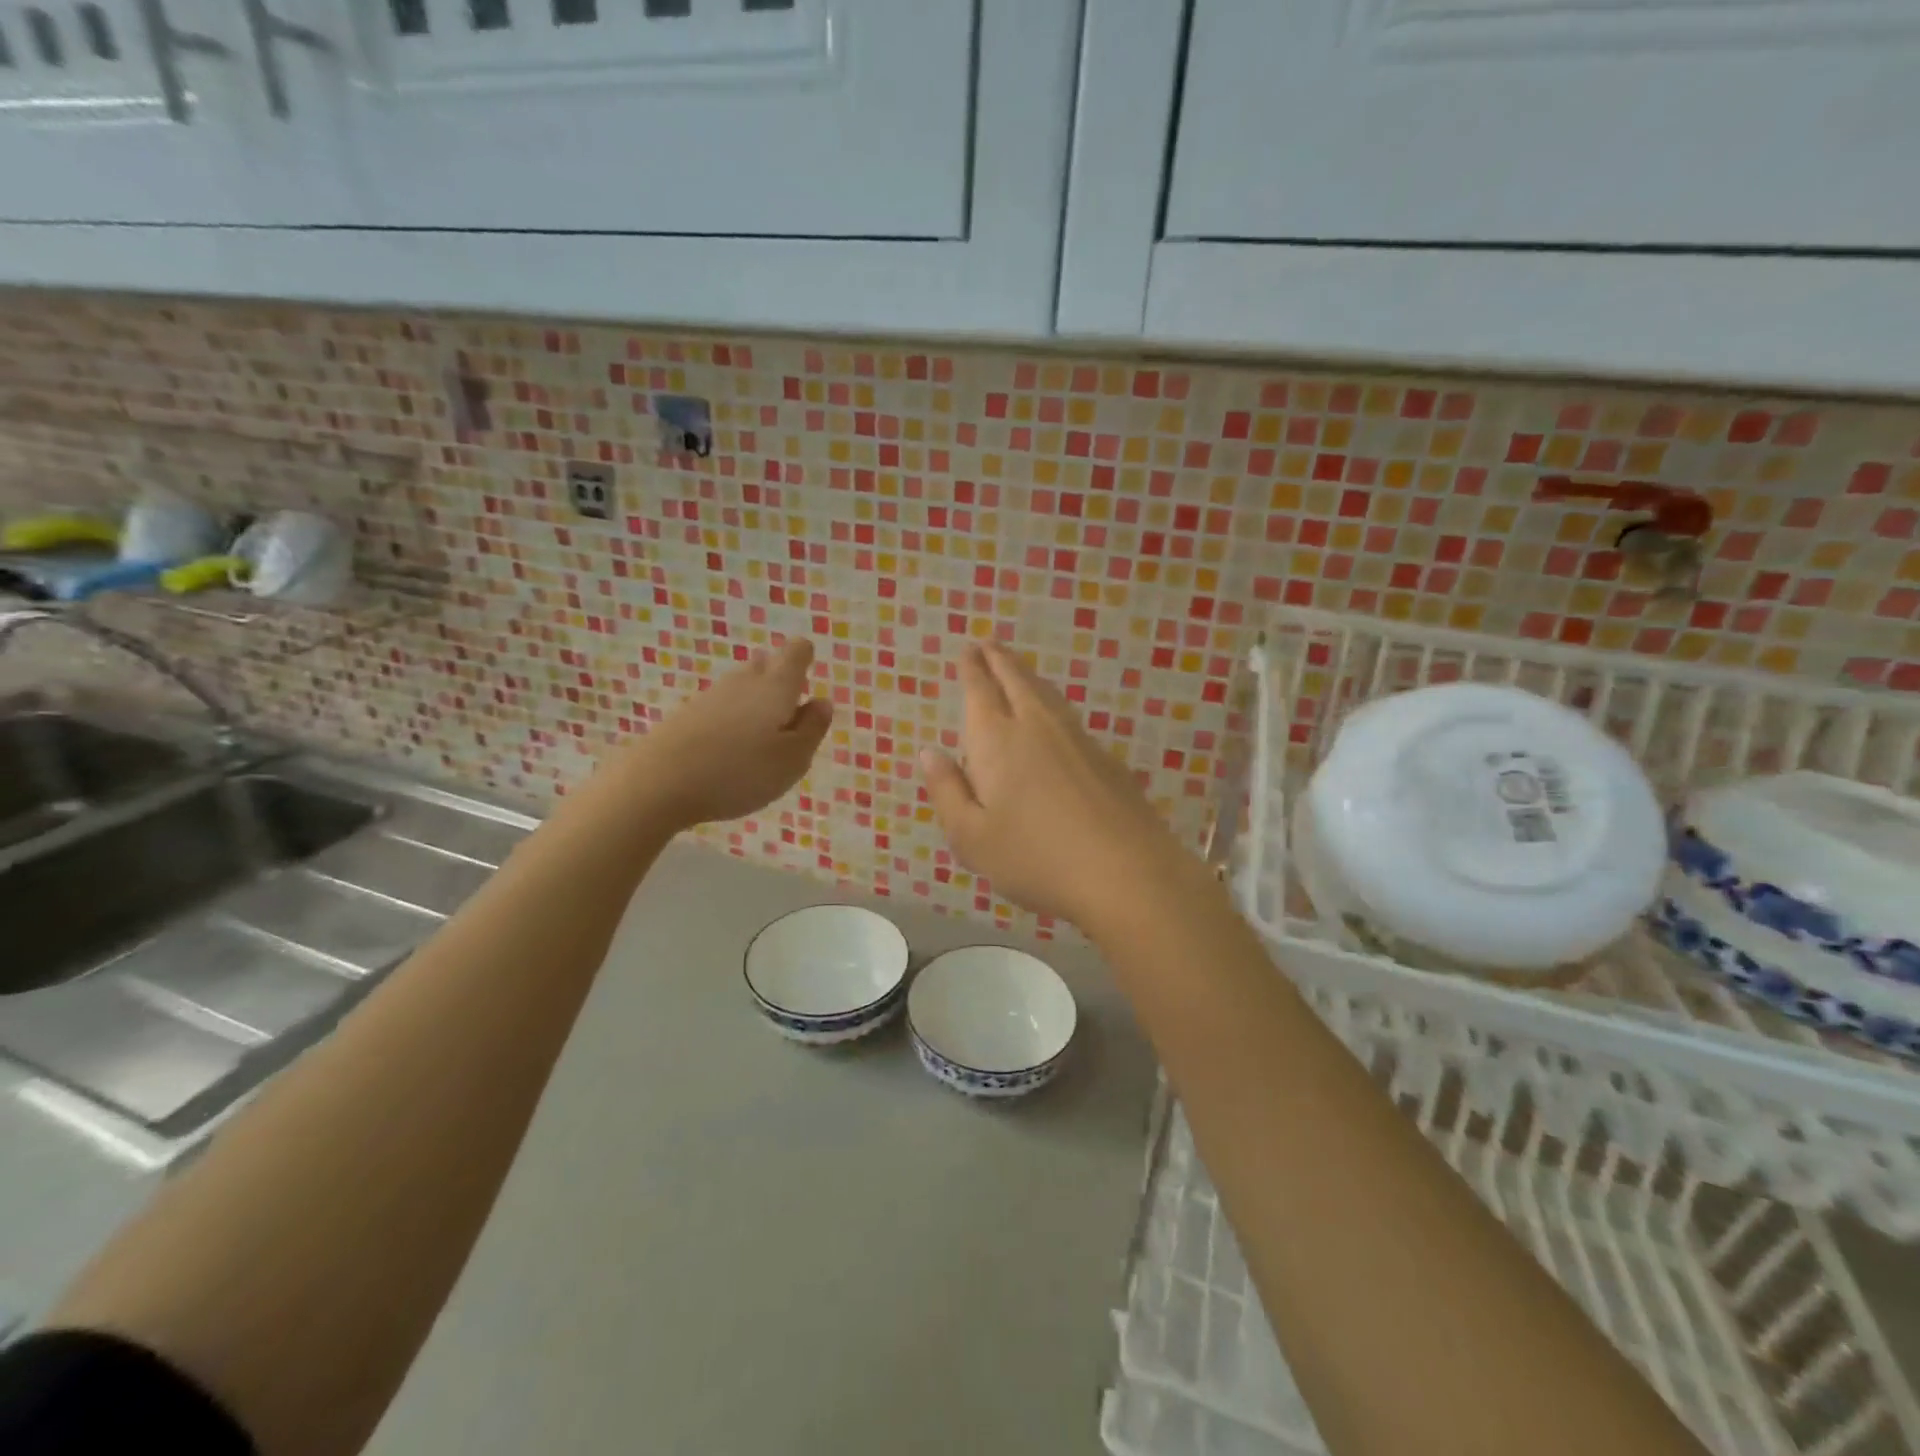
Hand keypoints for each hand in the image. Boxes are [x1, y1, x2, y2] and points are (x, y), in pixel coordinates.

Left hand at [607, 638, 832, 829]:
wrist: (658, 782)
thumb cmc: (740, 771)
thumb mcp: (793, 760)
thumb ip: (813, 729)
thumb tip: (822, 702)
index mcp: (777, 687)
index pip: (796, 652)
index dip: (805, 659)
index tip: (807, 683)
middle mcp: (744, 681)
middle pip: (766, 664)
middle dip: (780, 681)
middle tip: (788, 715)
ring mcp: (711, 696)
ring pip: (741, 686)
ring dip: (755, 703)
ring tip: (761, 738)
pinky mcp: (686, 715)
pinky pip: (720, 707)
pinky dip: (731, 720)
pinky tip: (729, 750)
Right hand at [919, 642, 1200, 930]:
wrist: (1126, 873)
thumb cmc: (1035, 858)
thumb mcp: (971, 838)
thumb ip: (947, 792)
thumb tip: (929, 753)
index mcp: (997, 741)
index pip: (981, 691)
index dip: (972, 669)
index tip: (969, 651)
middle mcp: (1037, 727)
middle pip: (1017, 681)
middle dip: (1000, 661)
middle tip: (990, 645)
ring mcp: (1078, 740)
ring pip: (1048, 695)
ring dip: (1029, 677)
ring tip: (1019, 671)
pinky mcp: (1107, 759)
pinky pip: (1070, 717)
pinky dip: (1053, 704)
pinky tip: (1055, 718)